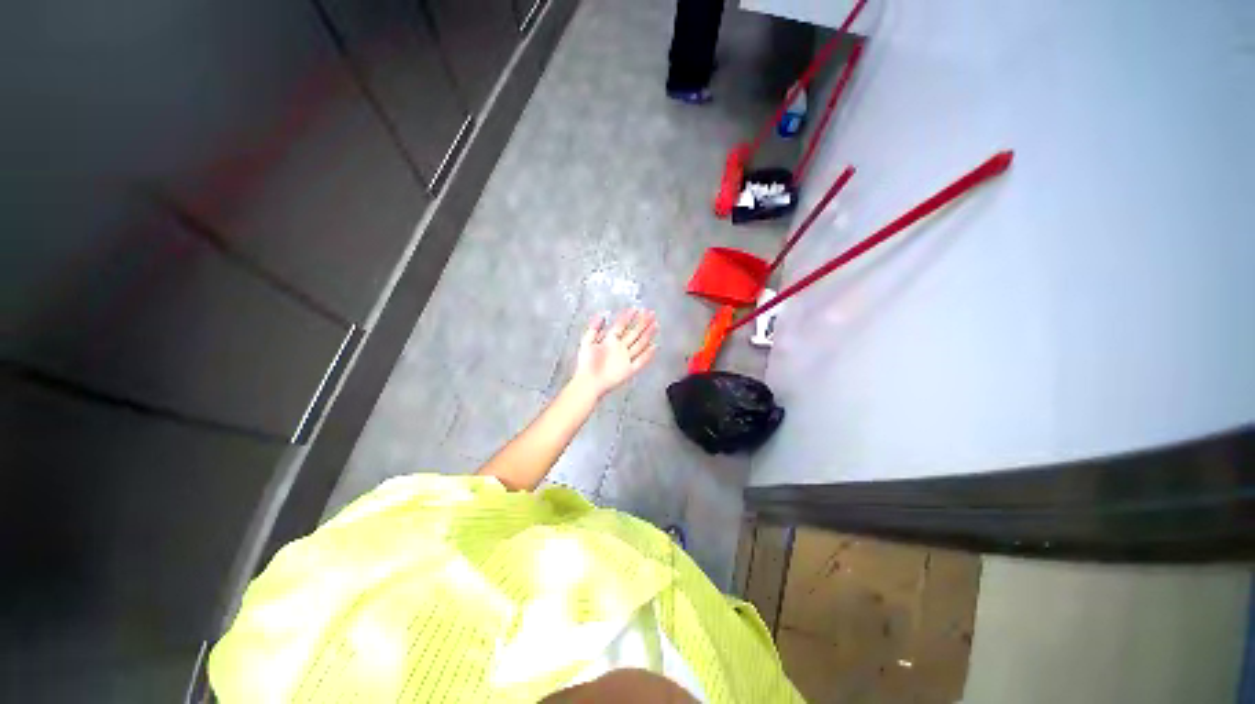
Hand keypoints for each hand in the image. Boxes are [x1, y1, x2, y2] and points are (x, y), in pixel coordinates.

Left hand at [572, 308, 657, 397]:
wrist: (588, 382)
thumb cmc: (586, 364)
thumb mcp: (587, 342)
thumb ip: (594, 328)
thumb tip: (602, 315)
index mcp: (610, 341)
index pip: (621, 326)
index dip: (628, 317)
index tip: (636, 308)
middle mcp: (620, 348)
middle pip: (633, 333)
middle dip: (642, 323)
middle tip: (651, 313)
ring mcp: (626, 359)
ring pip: (639, 344)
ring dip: (647, 335)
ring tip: (655, 324)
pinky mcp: (629, 370)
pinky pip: (641, 361)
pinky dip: (648, 355)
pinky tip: (654, 347)